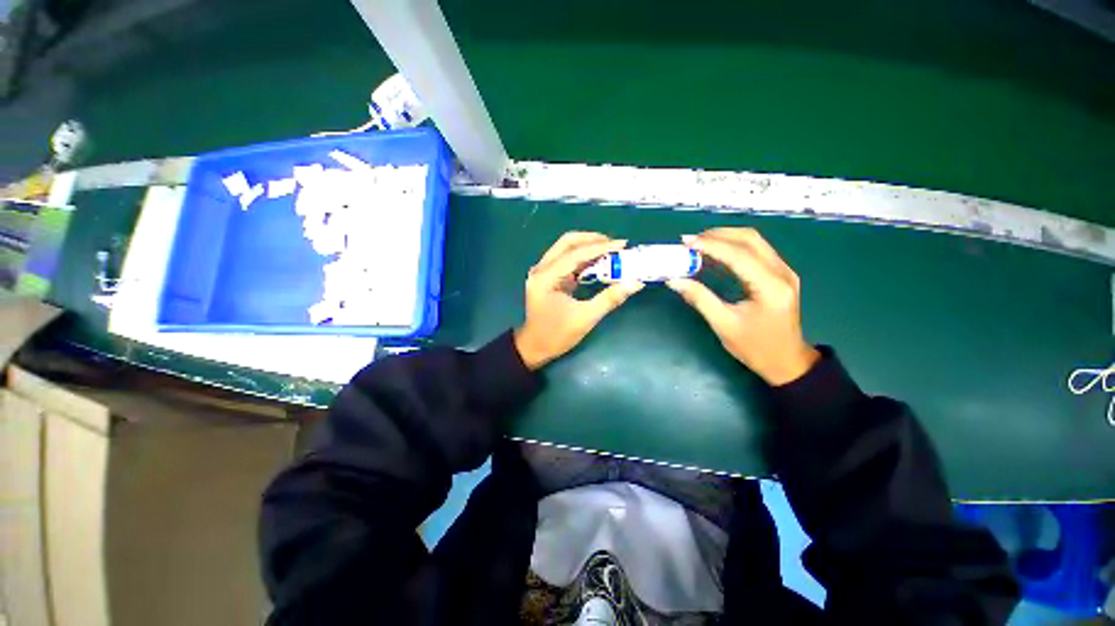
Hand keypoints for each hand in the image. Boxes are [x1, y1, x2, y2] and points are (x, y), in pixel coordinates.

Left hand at [514, 232, 644, 369]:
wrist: (535, 347)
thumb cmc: (557, 336)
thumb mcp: (586, 318)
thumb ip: (610, 298)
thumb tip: (635, 283)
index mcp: (546, 278)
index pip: (575, 254)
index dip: (600, 248)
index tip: (622, 244)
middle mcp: (541, 269)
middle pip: (567, 243)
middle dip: (592, 240)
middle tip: (615, 244)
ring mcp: (542, 272)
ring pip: (565, 248)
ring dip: (587, 247)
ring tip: (609, 251)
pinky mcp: (547, 277)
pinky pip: (565, 260)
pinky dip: (582, 258)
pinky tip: (597, 263)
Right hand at [666, 228, 819, 385]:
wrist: (787, 361)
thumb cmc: (755, 348)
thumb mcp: (724, 325)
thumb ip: (700, 299)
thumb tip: (675, 281)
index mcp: (771, 287)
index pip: (739, 256)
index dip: (711, 246)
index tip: (687, 243)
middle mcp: (782, 273)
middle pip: (750, 239)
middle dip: (718, 235)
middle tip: (691, 241)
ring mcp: (784, 271)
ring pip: (755, 241)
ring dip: (726, 237)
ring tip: (700, 243)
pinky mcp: (780, 274)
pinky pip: (756, 250)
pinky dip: (734, 246)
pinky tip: (716, 252)